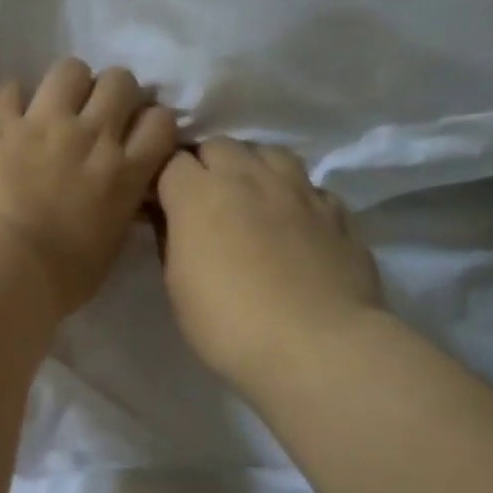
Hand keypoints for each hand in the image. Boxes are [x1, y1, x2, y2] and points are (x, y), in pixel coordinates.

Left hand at [0, 60, 178, 316]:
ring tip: (50, 106)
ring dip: (65, 85)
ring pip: (70, 70)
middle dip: (110, 93)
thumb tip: (115, 201)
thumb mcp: (106, 252)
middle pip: (120, 82)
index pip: (160, 121)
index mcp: (125, 174)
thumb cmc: (54, 281)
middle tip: (91, 115)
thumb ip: (117, 214)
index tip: (132, 134)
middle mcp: (91, 137)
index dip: (147, 121)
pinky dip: (8, 99)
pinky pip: (7, 87)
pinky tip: (3, 117)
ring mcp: (43, 123)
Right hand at [157, 139, 384, 390]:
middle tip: (198, 198)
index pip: (170, 160)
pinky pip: (310, 187)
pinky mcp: (337, 214)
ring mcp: (299, 192)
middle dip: (203, 164)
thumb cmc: (226, 321)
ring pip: (269, 153)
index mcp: (200, 194)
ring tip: (246, 197)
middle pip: (219, 146)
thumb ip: (170, 238)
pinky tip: (291, 222)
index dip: (160, 178)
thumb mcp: (175, 284)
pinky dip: (294, 196)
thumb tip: (170, 218)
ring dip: (251, 167)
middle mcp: (249, 178)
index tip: (155, 203)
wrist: (316, 347)